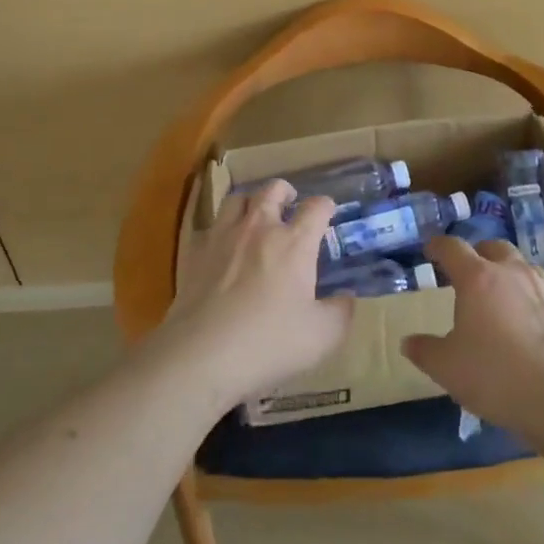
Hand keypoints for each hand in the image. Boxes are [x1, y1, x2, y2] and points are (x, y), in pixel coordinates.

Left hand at [161, 180, 352, 407]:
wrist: (202, 353)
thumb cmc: (269, 342)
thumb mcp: (322, 337)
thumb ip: (341, 313)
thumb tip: (347, 297)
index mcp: (294, 243)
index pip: (315, 208)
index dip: (325, 206)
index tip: (328, 211)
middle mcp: (259, 228)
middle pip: (272, 190)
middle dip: (285, 191)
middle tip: (290, 202)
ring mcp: (223, 236)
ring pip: (237, 199)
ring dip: (251, 202)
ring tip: (255, 215)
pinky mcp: (196, 252)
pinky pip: (210, 226)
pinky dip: (222, 228)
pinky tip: (224, 245)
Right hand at [401, 235, 543, 437]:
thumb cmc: (494, 374)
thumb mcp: (446, 367)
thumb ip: (425, 351)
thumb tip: (408, 342)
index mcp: (477, 278)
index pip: (453, 248)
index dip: (438, 246)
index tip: (430, 250)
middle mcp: (512, 273)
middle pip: (494, 247)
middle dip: (479, 254)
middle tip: (468, 273)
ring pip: (523, 268)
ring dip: (509, 275)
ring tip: (501, 299)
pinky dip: (533, 303)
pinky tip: (531, 327)